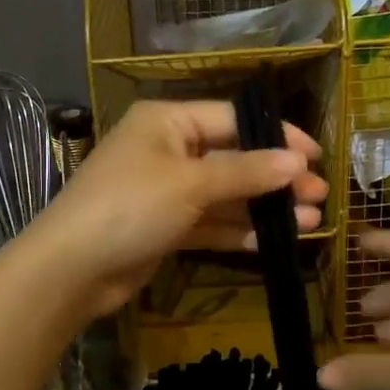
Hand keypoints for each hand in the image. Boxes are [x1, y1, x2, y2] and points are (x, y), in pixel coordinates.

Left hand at [26, 100, 325, 317]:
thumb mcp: (191, 183)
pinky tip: (273, 240)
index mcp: (168, 122)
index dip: (277, 136)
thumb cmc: (130, 207)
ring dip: (264, 207)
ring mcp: (167, 190)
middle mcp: (168, 150)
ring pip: (226, 194)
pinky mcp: (166, 226)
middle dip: (276, 177)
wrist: (70, 271)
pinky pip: (211, 221)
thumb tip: (298, 161)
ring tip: (309, 220)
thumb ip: (246, 172)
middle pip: (234, 158)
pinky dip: (239, 229)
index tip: (316, 156)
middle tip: (319, 195)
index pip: (233, 119)